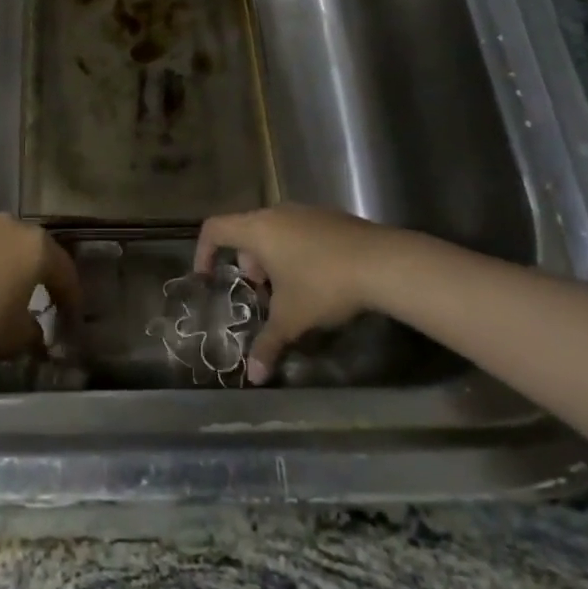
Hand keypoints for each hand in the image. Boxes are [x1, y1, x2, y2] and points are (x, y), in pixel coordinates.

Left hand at [0, 203, 82, 362]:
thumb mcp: (17, 338)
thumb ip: (35, 333)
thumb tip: (39, 334)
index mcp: (37, 248)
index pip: (64, 271)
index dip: (71, 296)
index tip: (71, 317)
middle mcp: (12, 225)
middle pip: (35, 248)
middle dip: (41, 270)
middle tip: (43, 294)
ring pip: (2, 234)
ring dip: (7, 252)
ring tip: (5, 275)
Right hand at [194, 205, 430, 383]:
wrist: (383, 262)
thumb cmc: (323, 285)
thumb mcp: (292, 319)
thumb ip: (268, 344)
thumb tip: (253, 376)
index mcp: (258, 229)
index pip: (215, 228)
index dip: (204, 251)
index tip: (208, 277)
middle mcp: (277, 213)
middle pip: (246, 231)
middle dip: (247, 264)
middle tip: (261, 293)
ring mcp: (306, 212)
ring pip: (275, 231)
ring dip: (273, 259)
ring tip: (290, 291)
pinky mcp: (331, 217)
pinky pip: (300, 231)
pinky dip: (296, 251)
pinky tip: (319, 280)